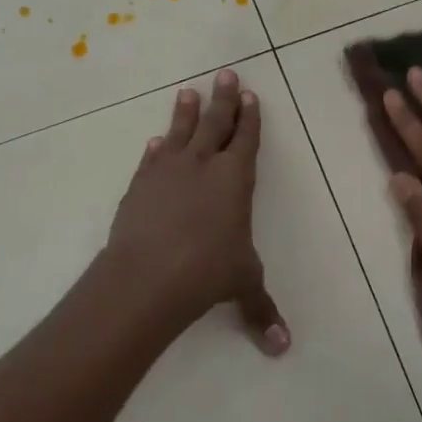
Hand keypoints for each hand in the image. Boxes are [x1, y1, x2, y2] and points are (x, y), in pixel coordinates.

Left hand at [105, 68, 288, 355]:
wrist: (146, 276)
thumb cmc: (207, 272)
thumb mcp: (243, 285)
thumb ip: (261, 310)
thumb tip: (283, 348)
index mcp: (236, 179)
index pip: (246, 139)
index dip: (250, 117)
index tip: (251, 96)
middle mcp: (203, 165)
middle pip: (215, 123)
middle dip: (224, 98)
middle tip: (226, 74)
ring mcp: (167, 172)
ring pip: (180, 132)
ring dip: (186, 112)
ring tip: (188, 91)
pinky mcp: (139, 186)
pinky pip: (150, 158)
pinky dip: (155, 148)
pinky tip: (154, 141)